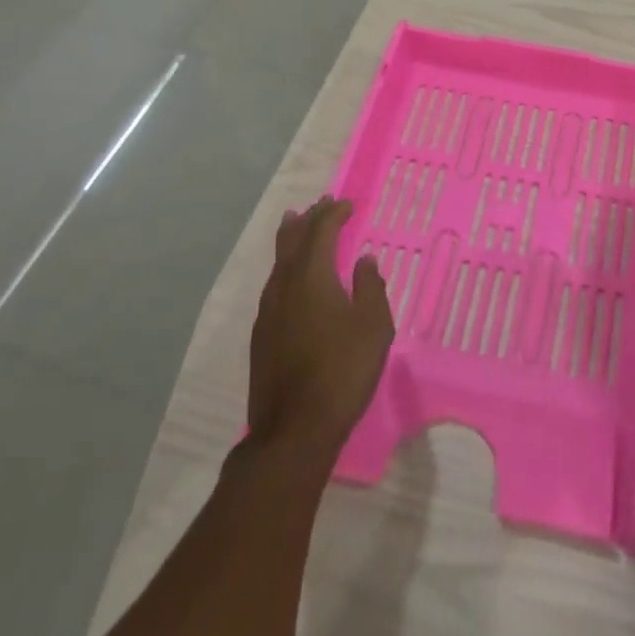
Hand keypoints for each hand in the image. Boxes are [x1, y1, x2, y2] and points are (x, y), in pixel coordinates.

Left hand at [248, 197, 394, 454]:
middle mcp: (284, 286)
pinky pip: (273, 285)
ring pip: (278, 263)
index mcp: (312, 276)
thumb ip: (370, 287)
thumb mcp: (373, 326)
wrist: (293, 431)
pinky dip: (285, 268)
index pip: (321, 232)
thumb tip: (364, 260)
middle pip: (292, 241)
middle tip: (318, 205)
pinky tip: (290, 279)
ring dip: (290, 241)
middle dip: (307, 220)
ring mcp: (267, 312)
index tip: (347, 204)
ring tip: (296, 226)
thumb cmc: (342, 371)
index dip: (334, 214)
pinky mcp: (261, 336)